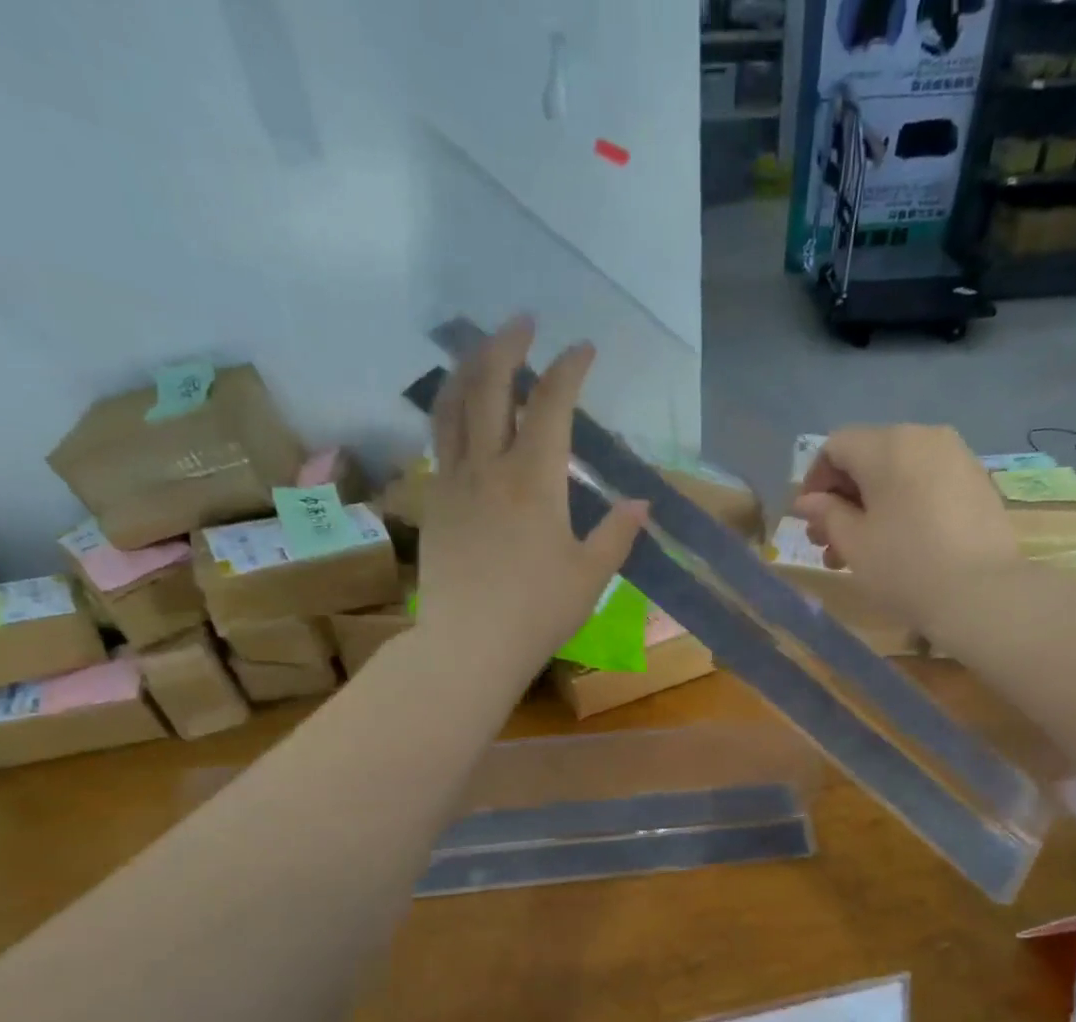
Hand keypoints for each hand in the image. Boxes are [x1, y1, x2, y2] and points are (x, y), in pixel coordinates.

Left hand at [418, 317, 647, 681]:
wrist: (469, 645)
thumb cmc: (538, 612)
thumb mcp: (591, 575)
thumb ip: (616, 533)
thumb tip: (641, 502)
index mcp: (534, 479)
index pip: (552, 404)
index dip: (570, 369)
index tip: (584, 349)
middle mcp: (488, 466)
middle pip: (491, 386)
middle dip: (508, 345)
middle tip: (523, 323)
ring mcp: (453, 481)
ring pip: (453, 405)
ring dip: (469, 367)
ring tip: (484, 351)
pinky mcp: (434, 503)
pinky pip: (439, 440)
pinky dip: (452, 411)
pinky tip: (461, 413)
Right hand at [790, 425, 1017, 633]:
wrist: (982, 594)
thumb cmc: (905, 566)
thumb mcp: (853, 543)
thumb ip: (826, 514)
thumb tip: (808, 502)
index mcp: (888, 445)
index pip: (836, 447)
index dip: (814, 481)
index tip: (807, 520)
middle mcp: (924, 437)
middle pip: (868, 457)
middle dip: (842, 499)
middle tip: (827, 543)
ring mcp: (956, 457)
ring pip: (897, 473)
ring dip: (870, 506)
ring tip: (858, 552)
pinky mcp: (976, 482)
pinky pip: (926, 483)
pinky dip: (903, 505)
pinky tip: (897, 543)